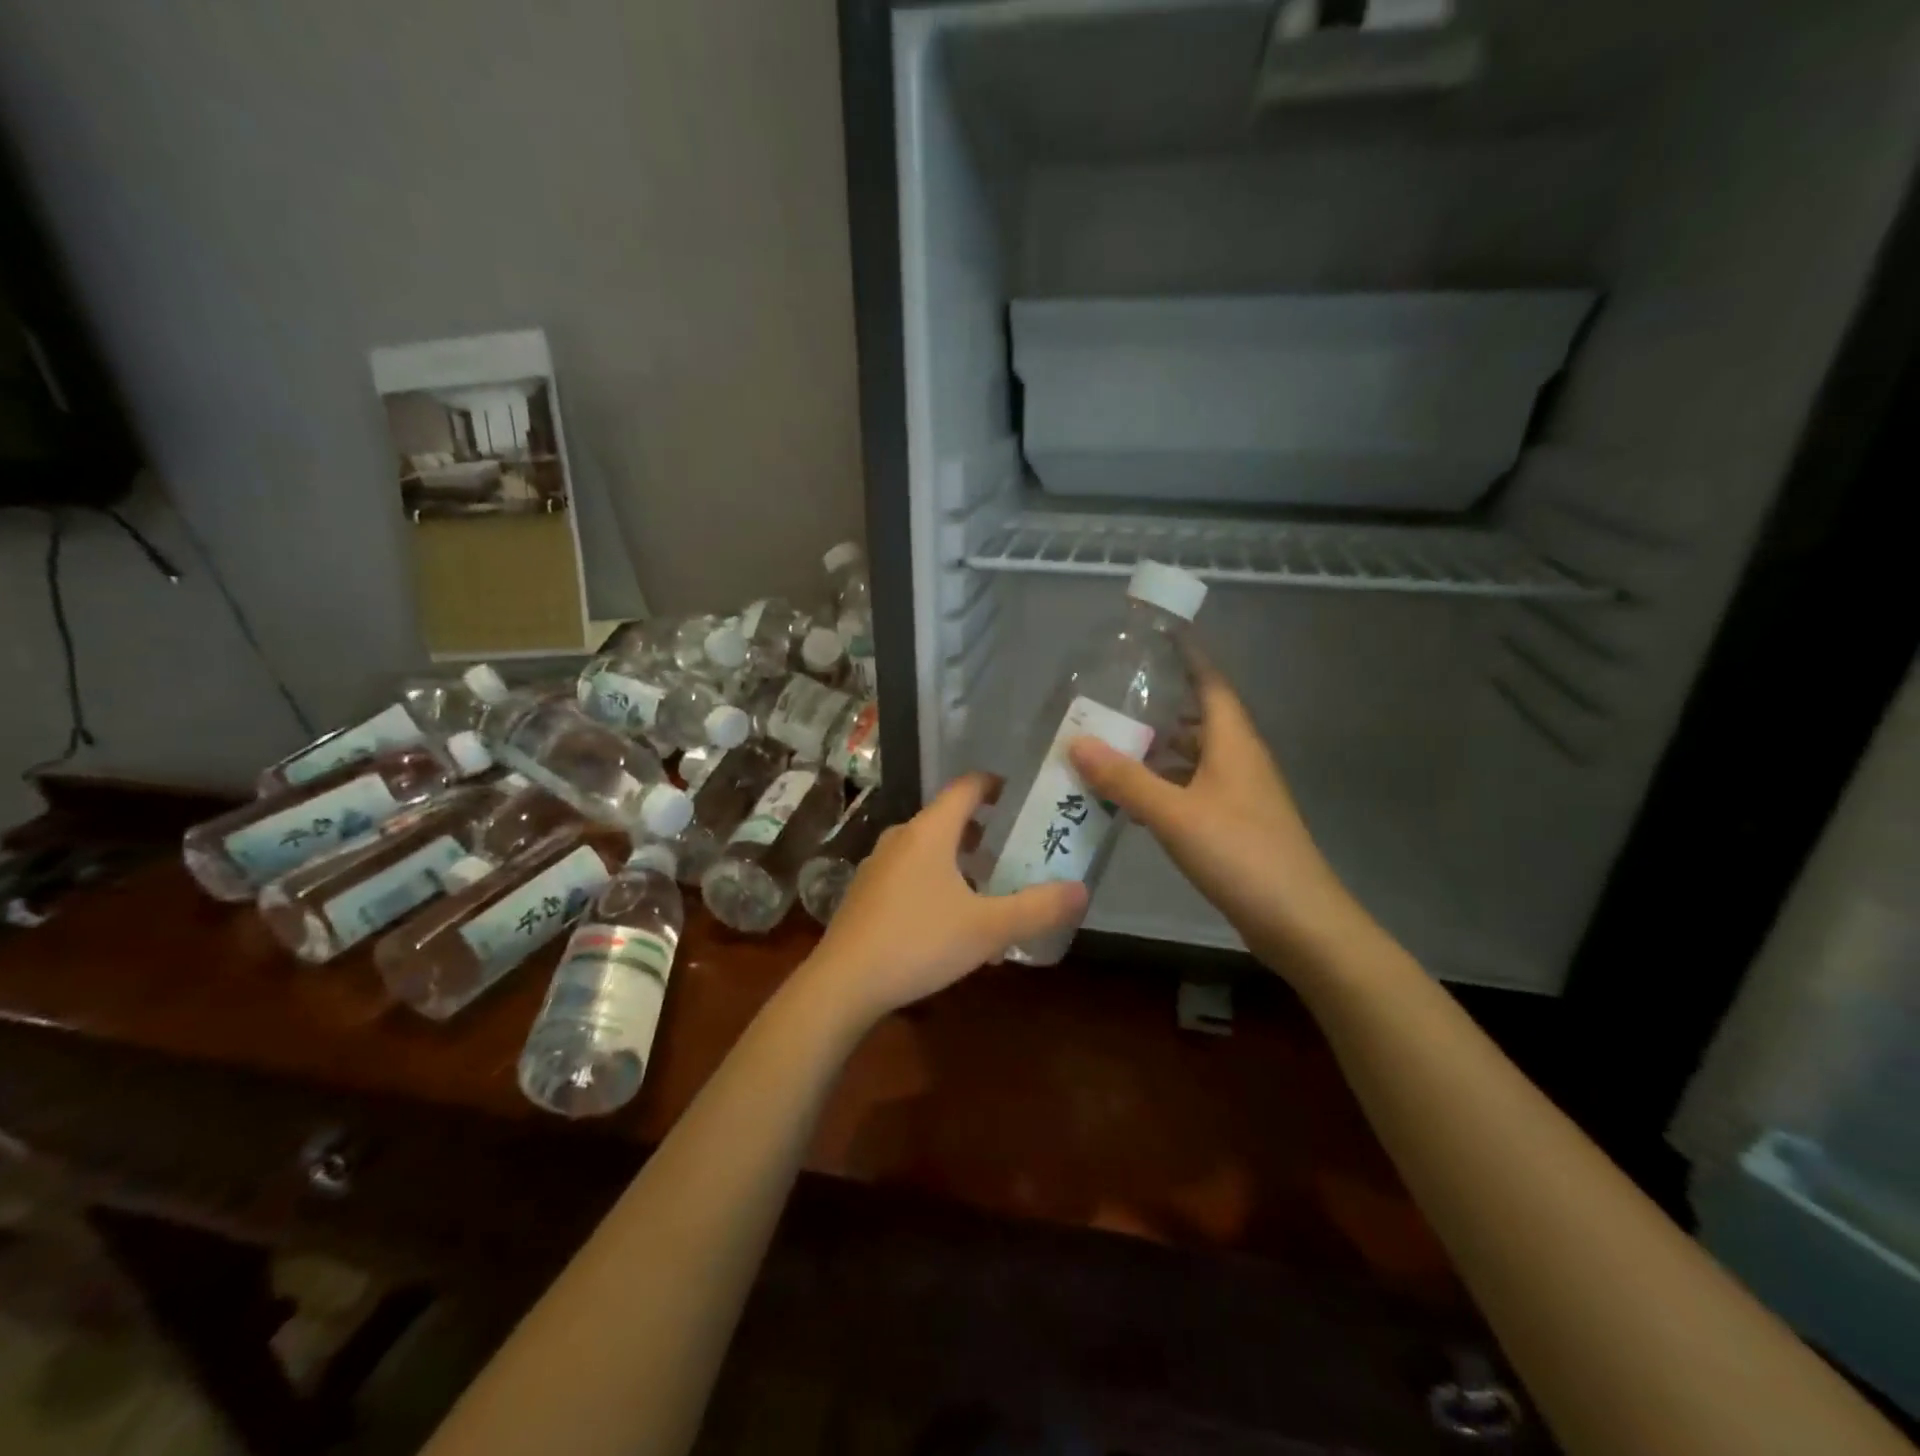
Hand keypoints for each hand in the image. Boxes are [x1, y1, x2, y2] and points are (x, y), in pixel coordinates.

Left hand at [801, 773, 1087, 1024]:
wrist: (843, 984)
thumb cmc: (920, 942)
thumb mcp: (988, 928)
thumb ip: (1038, 908)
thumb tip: (1082, 889)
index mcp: (930, 831)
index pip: (967, 786)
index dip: (997, 785)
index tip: (1023, 798)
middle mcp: (901, 837)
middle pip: (949, 820)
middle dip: (985, 833)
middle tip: (1018, 852)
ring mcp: (878, 865)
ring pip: (929, 851)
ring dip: (962, 863)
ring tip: (991, 891)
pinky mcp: (866, 893)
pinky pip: (911, 875)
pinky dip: (938, 883)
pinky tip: (951, 923)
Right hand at [1067, 659, 1375, 979]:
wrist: (1298, 922)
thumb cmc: (1240, 854)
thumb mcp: (1175, 813)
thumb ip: (1125, 778)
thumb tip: (1076, 741)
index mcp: (1234, 743)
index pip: (1211, 683)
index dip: (1188, 656)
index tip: (1156, 636)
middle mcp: (1240, 760)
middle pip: (1199, 717)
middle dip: (1161, 704)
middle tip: (1113, 695)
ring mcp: (1240, 794)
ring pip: (1195, 756)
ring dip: (1159, 748)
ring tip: (1112, 742)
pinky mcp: (1235, 824)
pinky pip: (1194, 788)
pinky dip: (1165, 784)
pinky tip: (1133, 797)